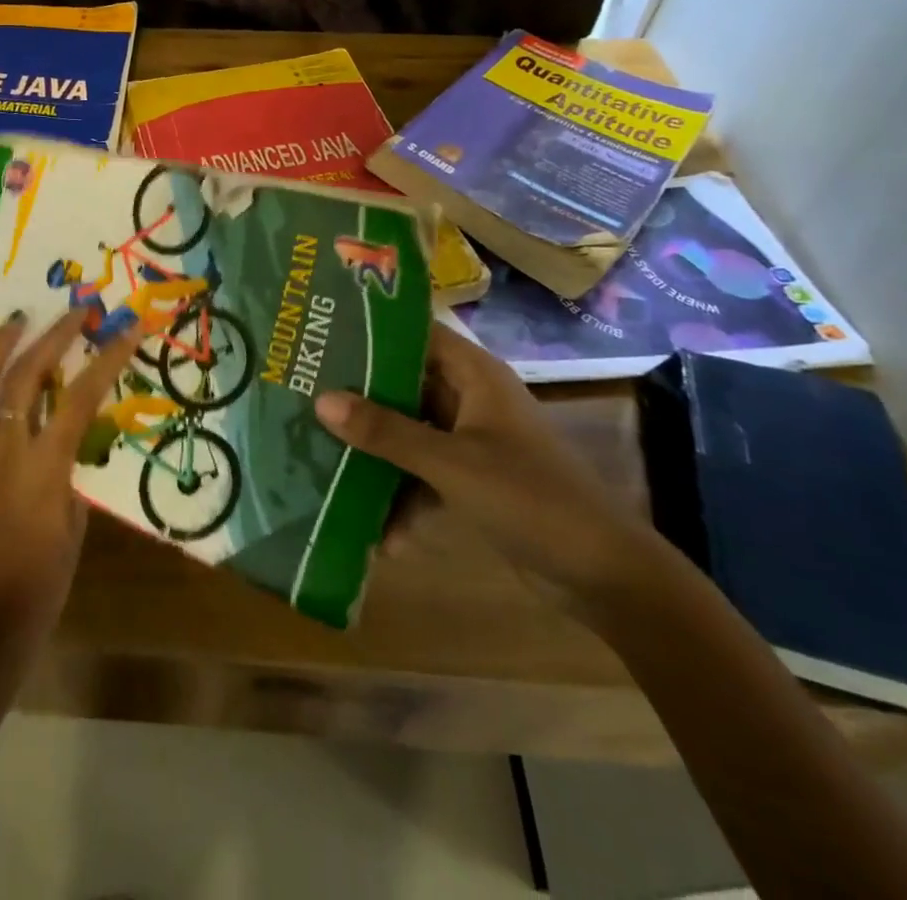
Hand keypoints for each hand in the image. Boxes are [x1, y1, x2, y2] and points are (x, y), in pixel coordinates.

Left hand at [0, 310, 143, 663]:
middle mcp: (2, 449)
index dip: (108, 358)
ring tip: (15, 321)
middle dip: (54, 336)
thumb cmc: (44, 576)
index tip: (127, 328)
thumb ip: (70, 467)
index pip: (81, 396)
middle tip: (74, 311)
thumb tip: (69, 432)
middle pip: (26, 376)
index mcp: (44, 464)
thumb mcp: (75, 517)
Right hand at [315, 326, 666, 612]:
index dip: (369, 330)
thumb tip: (320, 400)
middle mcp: (469, 399)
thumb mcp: (451, 463)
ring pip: (408, 432)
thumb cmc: (530, 498)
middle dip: (358, 396)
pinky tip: (376, 534)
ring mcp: (470, 441)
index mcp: (474, 375)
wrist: (604, 577)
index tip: (319, 334)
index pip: (414, 333)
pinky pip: (422, 475)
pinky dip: (401, 497)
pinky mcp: (471, 481)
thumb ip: (386, 432)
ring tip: (321, 459)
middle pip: (403, 384)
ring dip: (374, 452)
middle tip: (302, 395)